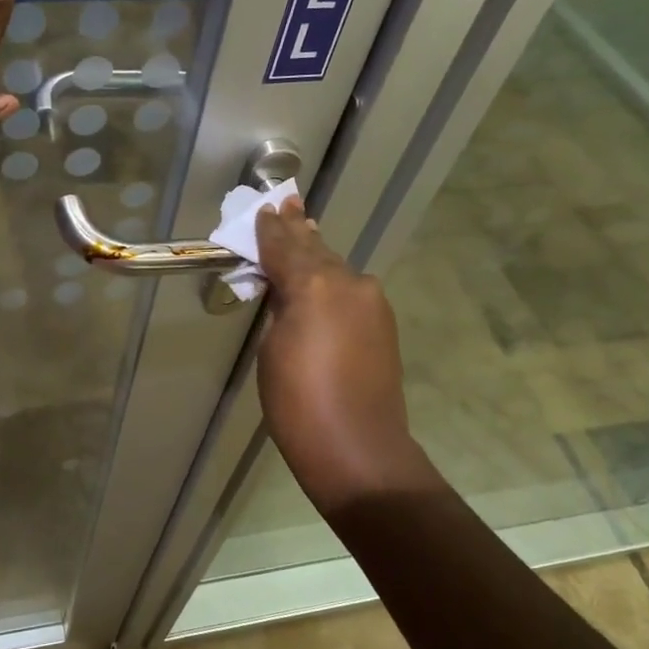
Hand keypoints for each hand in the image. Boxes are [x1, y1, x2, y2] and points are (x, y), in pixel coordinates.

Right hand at [255, 197, 424, 513]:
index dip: (271, 229)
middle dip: (298, 229)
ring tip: (304, 229)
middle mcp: (348, 283)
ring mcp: (371, 302)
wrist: (356, 445)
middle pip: (316, 249)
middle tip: (288, 203)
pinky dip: (333, 278)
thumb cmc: (297, 402)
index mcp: (313, 285)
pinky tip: (324, 274)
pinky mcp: (383, 323)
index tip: (265, 208)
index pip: (285, 247)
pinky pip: (350, 289)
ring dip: (317, 251)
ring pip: (336, 268)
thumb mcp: (272, 349)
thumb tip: (290, 291)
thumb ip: (281, 308)